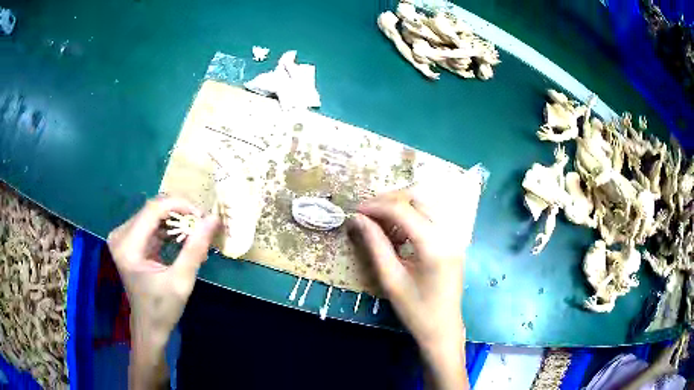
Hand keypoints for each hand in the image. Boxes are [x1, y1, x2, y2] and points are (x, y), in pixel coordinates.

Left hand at [107, 197, 219, 388]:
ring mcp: (123, 237)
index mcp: (127, 246)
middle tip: (202, 226)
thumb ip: (195, 248)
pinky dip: (169, 229)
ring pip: (153, 214)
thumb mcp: (182, 281)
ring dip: (176, 221)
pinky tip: (183, 240)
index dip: (179, 205)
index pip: (153, 209)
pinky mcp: (129, 240)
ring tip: (195, 235)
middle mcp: (120, 235)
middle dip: (180, 213)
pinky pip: (152, 224)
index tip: (203, 216)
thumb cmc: (163, 309)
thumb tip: (213, 219)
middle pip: (153, 209)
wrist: (149, 326)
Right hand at [349, 189, 468, 388]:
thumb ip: (375, 244)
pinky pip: (431, 217)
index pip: (403, 210)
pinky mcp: (453, 241)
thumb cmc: (415, 310)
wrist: (443, 329)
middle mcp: (448, 233)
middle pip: (417, 199)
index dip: (377, 206)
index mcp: (434, 245)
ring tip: (381, 224)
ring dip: (401, 207)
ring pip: (425, 204)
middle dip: (389, 201)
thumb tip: (358, 219)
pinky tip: (399, 233)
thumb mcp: (390, 279)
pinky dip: (412, 217)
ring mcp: (454, 236)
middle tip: (367, 215)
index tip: (356, 210)